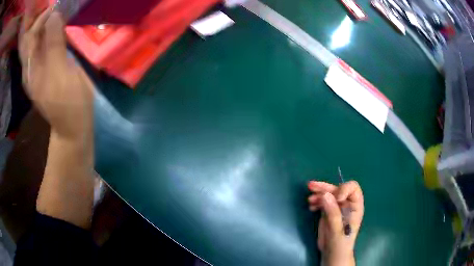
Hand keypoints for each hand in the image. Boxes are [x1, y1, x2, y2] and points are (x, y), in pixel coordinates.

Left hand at [19, 8, 92, 142]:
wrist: (73, 124)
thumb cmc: (68, 103)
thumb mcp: (59, 74)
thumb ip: (54, 45)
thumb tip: (53, 16)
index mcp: (31, 68)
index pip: (29, 37)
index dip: (40, 19)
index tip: (56, 7)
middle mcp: (32, 64)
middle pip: (33, 35)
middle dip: (45, 18)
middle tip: (61, 7)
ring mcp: (40, 65)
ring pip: (40, 37)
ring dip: (50, 22)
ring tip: (63, 12)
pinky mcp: (49, 65)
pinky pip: (47, 42)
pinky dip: (54, 30)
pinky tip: (63, 26)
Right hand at [308, 181, 363, 265]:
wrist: (332, 253)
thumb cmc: (340, 243)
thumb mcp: (337, 230)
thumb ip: (333, 213)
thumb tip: (325, 195)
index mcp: (355, 207)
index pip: (353, 189)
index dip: (344, 189)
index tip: (335, 197)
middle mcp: (347, 204)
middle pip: (338, 190)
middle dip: (325, 187)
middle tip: (311, 186)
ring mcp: (337, 208)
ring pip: (329, 195)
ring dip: (319, 194)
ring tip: (309, 199)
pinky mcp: (328, 212)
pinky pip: (323, 202)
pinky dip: (316, 201)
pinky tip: (311, 206)